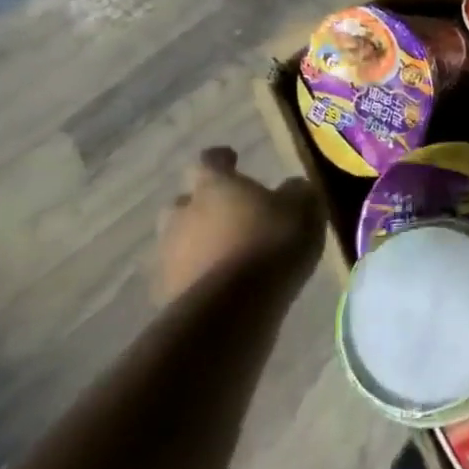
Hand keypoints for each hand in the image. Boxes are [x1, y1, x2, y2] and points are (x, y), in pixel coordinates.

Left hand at [153, 147, 324, 305]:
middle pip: (183, 202)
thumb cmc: (271, 243)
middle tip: (226, 213)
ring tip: (224, 254)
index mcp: (214, 186)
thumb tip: (292, 187)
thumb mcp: (303, 208)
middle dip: (200, 206)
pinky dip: (195, 276)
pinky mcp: (165, 295)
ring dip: (196, 243)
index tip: (232, 160)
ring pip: (177, 241)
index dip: (221, 159)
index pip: (208, 160)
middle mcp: (183, 215)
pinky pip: (180, 277)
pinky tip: (218, 285)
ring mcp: (168, 256)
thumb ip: (296, 192)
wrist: (232, 309)